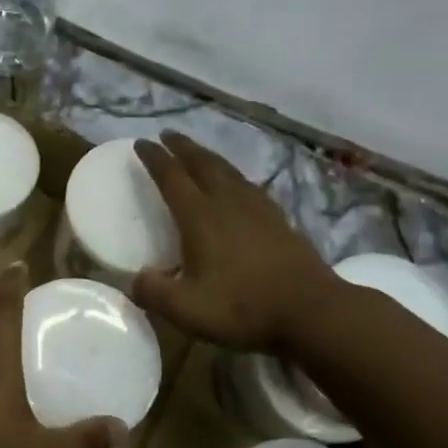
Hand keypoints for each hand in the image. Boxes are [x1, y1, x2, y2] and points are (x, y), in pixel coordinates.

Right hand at [131, 131, 334, 351]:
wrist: (313, 312)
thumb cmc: (244, 307)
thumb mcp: (186, 309)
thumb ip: (153, 293)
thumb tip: (134, 279)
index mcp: (199, 216)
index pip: (171, 177)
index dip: (154, 158)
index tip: (141, 142)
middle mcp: (227, 202)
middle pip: (201, 163)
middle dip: (182, 147)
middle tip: (167, 135)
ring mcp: (257, 208)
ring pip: (227, 170)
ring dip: (208, 156)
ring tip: (197, 152)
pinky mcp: (279, 219)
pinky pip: (248, 185)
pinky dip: (233, 175)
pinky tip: (237, 183)